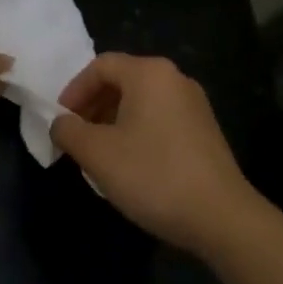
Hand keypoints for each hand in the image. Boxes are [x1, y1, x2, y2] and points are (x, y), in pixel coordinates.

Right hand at [49, 53, 261, 254]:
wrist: (221, 217)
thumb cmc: (153, 175)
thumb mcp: (97, 154)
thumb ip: (69, 131)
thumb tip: (61, 123)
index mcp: (149, 73)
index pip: (100, 66)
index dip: (73, 91)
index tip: (61, 121)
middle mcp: (175, 79)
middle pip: (122, 80)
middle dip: (92, 106)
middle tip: (76, 137)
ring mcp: (194, 104)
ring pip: (141, 101)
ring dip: (113, 120)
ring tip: (99, 153)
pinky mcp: (205, 130)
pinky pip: (160, 118)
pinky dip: (137, 131)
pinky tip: (130, 164)